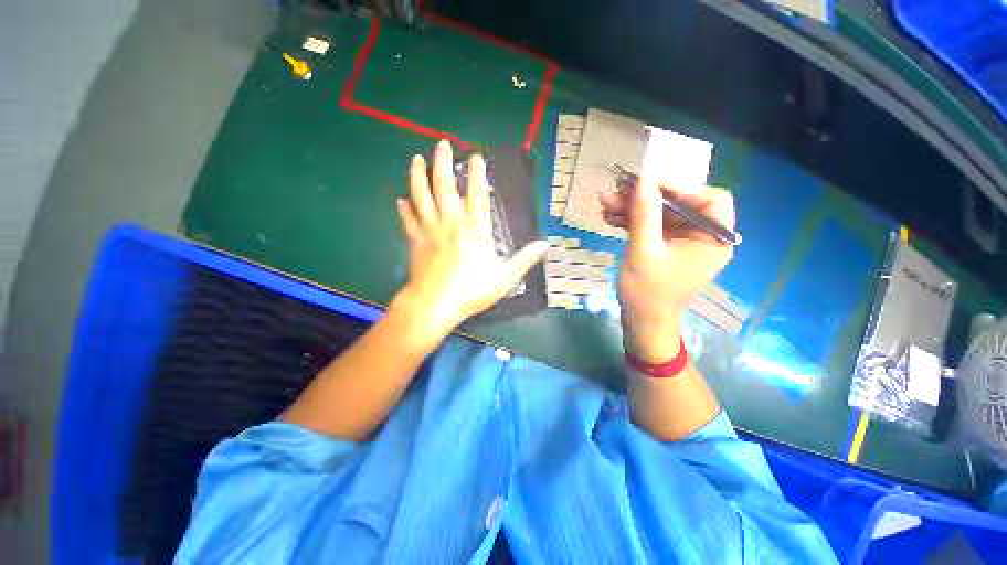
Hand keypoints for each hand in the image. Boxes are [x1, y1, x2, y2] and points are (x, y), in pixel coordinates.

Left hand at [393, 140, 548, 342]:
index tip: (475, 157)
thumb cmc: (471, 291)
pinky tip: (400, 200)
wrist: (435, 304)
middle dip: (443, 163)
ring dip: (418, 176)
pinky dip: (404, 209)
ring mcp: (430, 230)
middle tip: (441, 144)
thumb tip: (545, 245)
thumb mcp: (504, 278)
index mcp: (475, 230)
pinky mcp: (416, 241)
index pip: (477, 195)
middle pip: (444, 187)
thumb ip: (524, 260)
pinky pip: (408, 220)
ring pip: (421, 196)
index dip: (477, 174)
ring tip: (416, 159)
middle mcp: (451, 223)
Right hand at [600, 175, 735, 362]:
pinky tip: (610, 217)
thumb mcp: (644, 251)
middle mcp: (703, 236)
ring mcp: (682, 241)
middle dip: (647, 197)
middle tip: (618, 190)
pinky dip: (632, 220)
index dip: (681, 187)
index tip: (649, 184)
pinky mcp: (665, 246)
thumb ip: (644, 214)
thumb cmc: (647, 292)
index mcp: (713, 239)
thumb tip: (642, 178)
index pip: (710, 198)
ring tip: (606, 204)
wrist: (640, 322)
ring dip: (633, 208)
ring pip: (661, 213)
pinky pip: (651, 225)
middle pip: (679, 203)